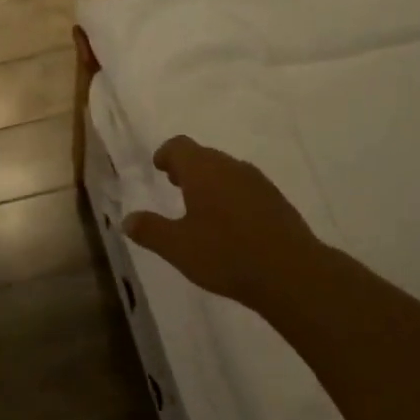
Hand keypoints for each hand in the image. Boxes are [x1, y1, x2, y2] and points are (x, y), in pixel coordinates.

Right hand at [124, 137, 320, 309]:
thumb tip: (127, 219)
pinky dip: (232, 195)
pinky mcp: (277, 199)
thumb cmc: (226, 255)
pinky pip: (246, 187)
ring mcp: (257, 181)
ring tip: (201, 205)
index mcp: (202, 170)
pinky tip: (232, 223)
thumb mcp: (178, 248)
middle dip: (187, 167)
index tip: (159, 167)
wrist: (292, 273)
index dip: (166, 154)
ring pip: (227, 170)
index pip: (179, 146)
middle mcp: (230, 166)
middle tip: (174, 184)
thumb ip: (151, 230)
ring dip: (211, 181)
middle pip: (203, 156)